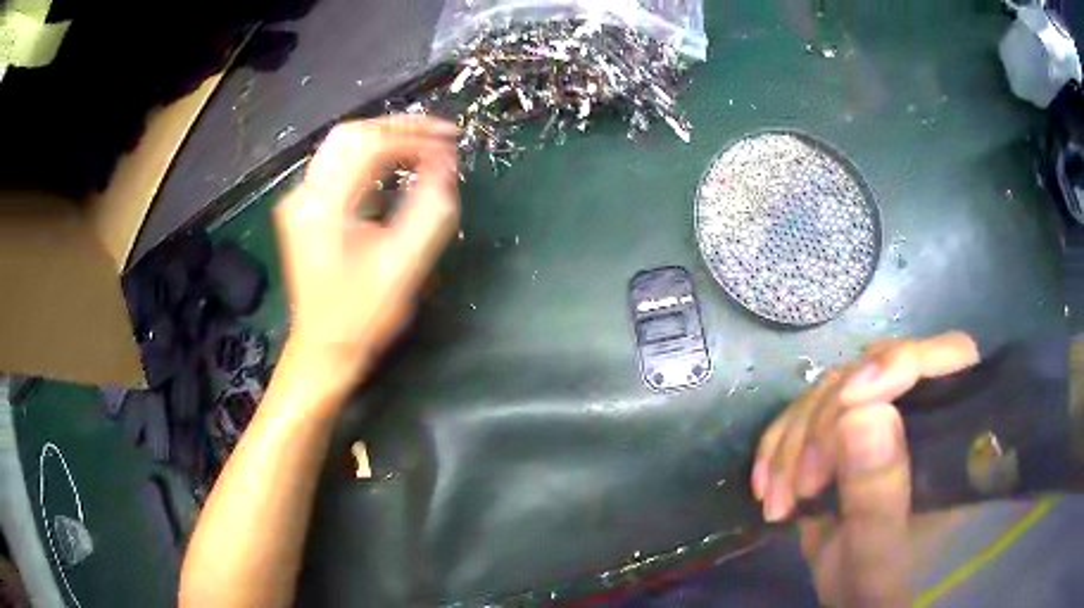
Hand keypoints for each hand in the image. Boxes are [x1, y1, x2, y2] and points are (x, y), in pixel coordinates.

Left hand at [274, 116, 459, 386]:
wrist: (322, 350)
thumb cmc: (361, 318)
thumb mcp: (403, 268)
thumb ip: (430, 212)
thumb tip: (447, 168)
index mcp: (323, 208)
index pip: (370, 147)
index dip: (414, 138)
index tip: (450, 144)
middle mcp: (304, 195)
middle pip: (350, 134)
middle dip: (399, 127)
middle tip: (439, 135)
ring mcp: (301, 201)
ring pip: (342, 145)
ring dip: (385, 137)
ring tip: (424, 144)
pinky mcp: (306, 209)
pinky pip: (338, 164)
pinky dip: (371, 155)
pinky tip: (396, 163)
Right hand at [751, 332, 979, 605]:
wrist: (856, 602)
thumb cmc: (880, 589)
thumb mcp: (878, 557)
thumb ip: (879, 496)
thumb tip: (862, 411)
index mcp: (954, 435)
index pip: (950, 358)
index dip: (903, 361)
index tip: (850, 401)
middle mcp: (922, 414)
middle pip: (876, 369)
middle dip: (827, 421)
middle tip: (803, 484)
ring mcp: (882, 422)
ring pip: (833, 389)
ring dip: (794, 440)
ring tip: (778, 501)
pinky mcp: (845, 437)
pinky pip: (805, 414)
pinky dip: (778, 446)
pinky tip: (766, 486)